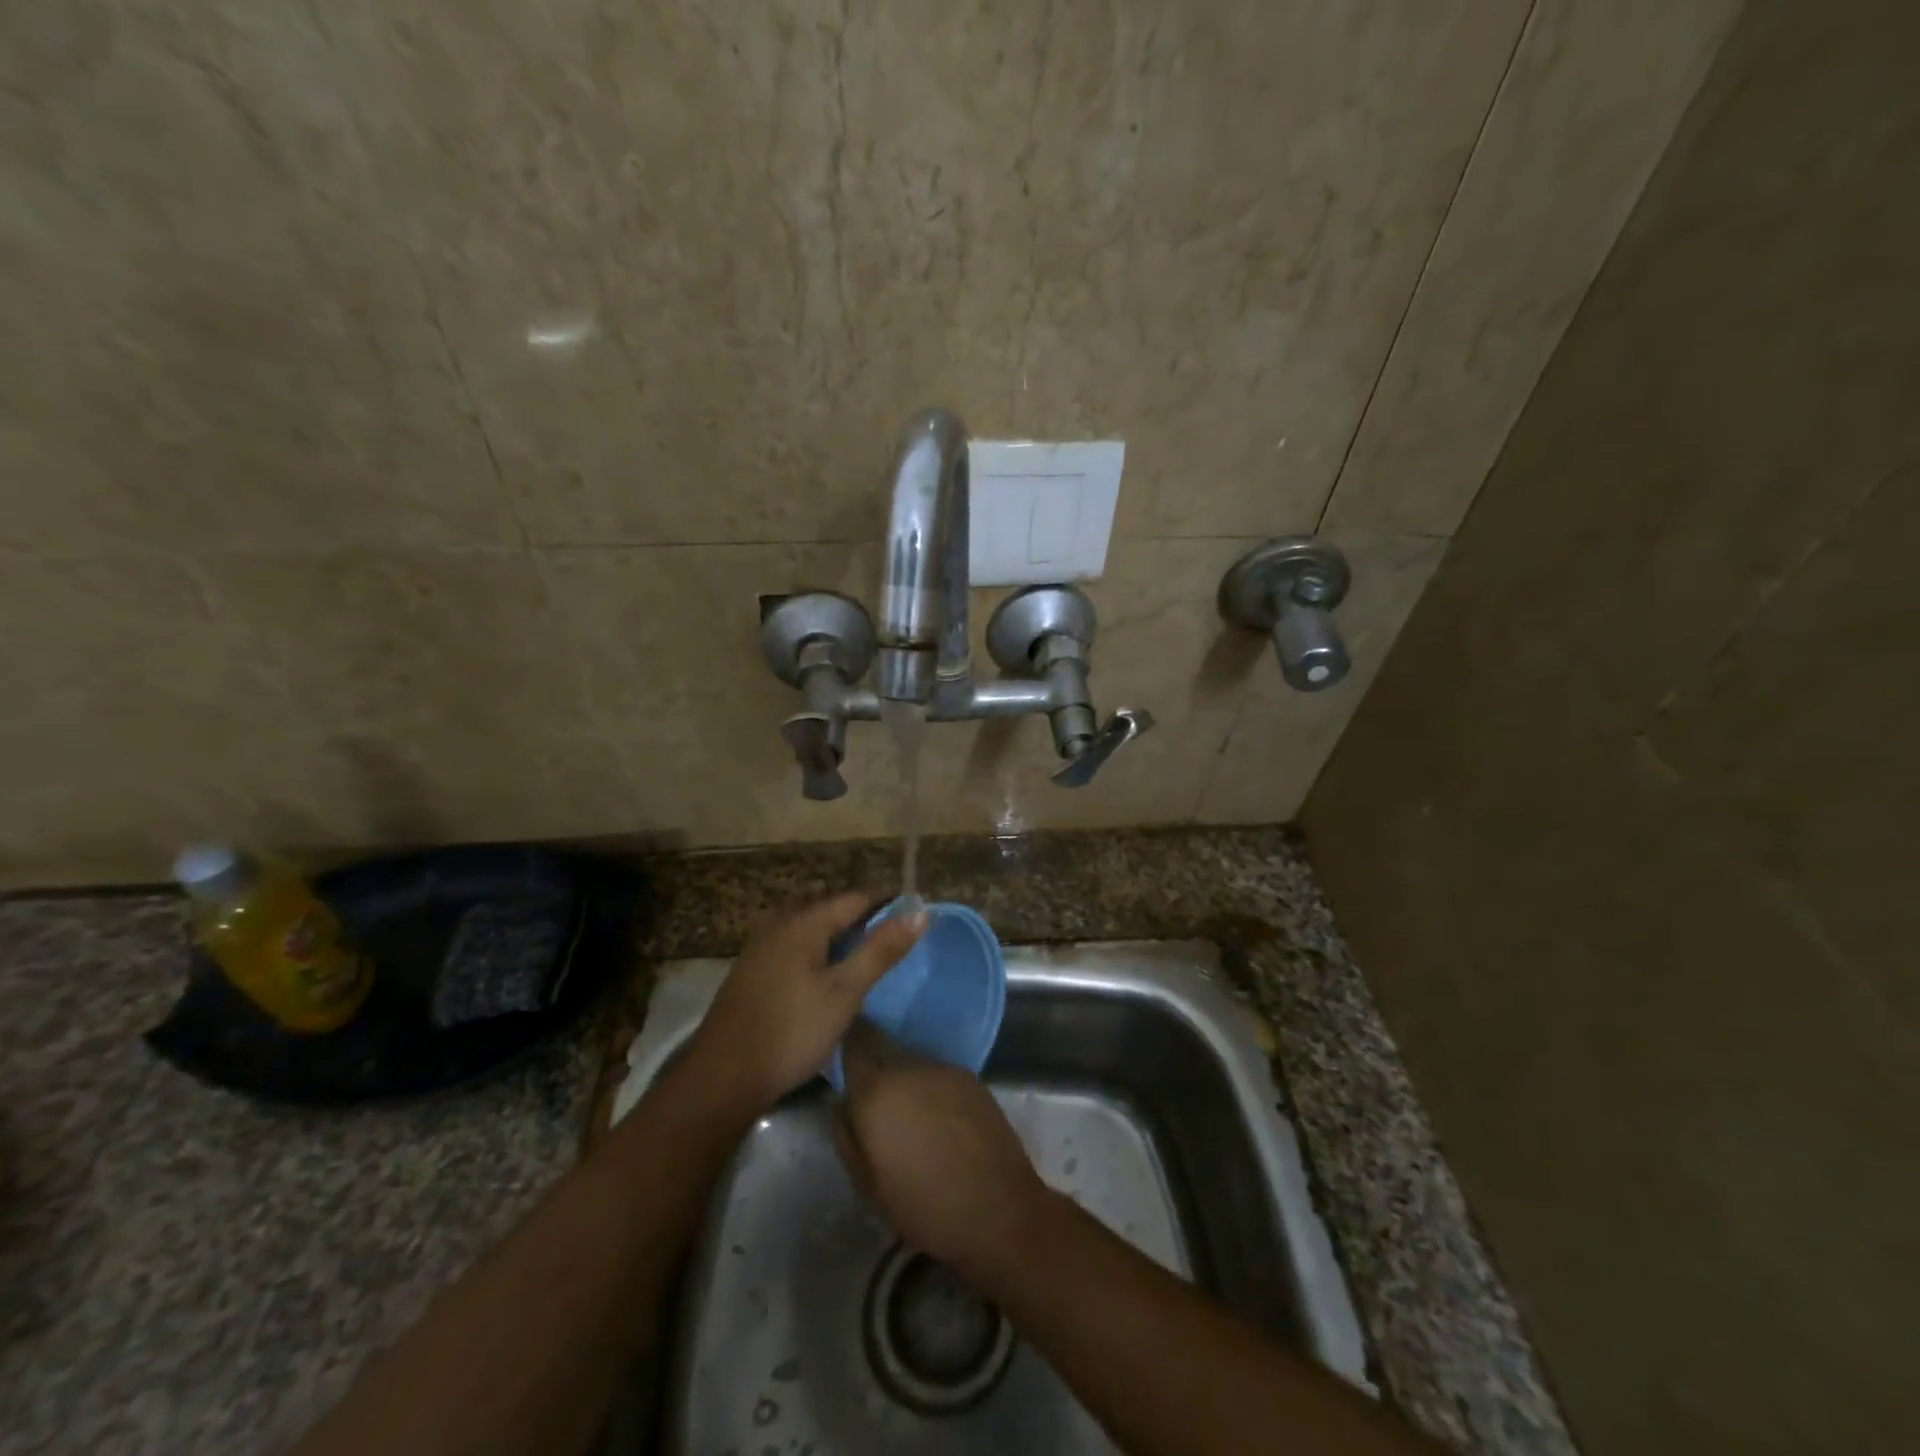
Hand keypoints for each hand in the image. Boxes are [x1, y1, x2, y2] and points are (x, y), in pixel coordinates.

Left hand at [691, 893, 924, 1111]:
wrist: (722, 1079)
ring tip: (869, 961)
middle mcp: (779, 924)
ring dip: (841, 940)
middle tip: (896, 944)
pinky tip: (828, 979)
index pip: (856, 898)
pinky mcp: (751, 971)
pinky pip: (795, 948)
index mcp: (803, 922)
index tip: (915, 920)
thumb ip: (881, 950)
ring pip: (812, 930)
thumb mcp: (845, 992)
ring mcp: (760, 947)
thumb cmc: (791, 1031)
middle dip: (864, 921)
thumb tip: (920, 911)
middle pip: (832, 911)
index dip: (888, 906)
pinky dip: (818, 954)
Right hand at [834, 1021, 1051, 1279]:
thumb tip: (840, 1101)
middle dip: (876, 1070)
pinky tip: (940, 1121)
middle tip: (876, 1105)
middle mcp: (909, 1067)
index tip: (842, 1057)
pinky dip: (932, 1090)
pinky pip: (938, 1076)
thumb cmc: (923, 1205)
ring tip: (911, 1119)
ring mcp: (944, 1069)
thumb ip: (846, 1136)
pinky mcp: (971, 1077)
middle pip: (884, 1051)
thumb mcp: (868, 1185)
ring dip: (905, 1082)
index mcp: (877, 1090)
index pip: (854, 1042)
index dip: (847, 1044)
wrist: (997, 1209)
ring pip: (912, 1064)